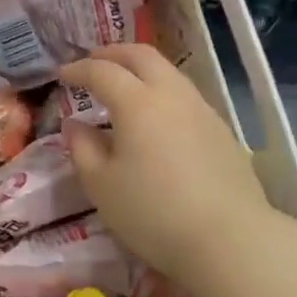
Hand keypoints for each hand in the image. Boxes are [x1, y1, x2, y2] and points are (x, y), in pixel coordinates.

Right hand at [60, 45, 271, 283]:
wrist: (233, 243)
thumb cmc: (154, 213)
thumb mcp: (101, 185)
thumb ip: (82, 149)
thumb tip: (75, 125)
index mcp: (136, 102)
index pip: (102, 71)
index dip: (79, 69)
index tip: (63, 75)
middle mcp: (171, 95)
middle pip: (142, 56)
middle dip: (114, 54)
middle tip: (94, 63)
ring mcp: (202, 111)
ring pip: (169, 73)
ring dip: (142, 71)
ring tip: (126, 88)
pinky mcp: (223, 133)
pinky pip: (186, 96)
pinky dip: (163, 93)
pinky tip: (158, 118)